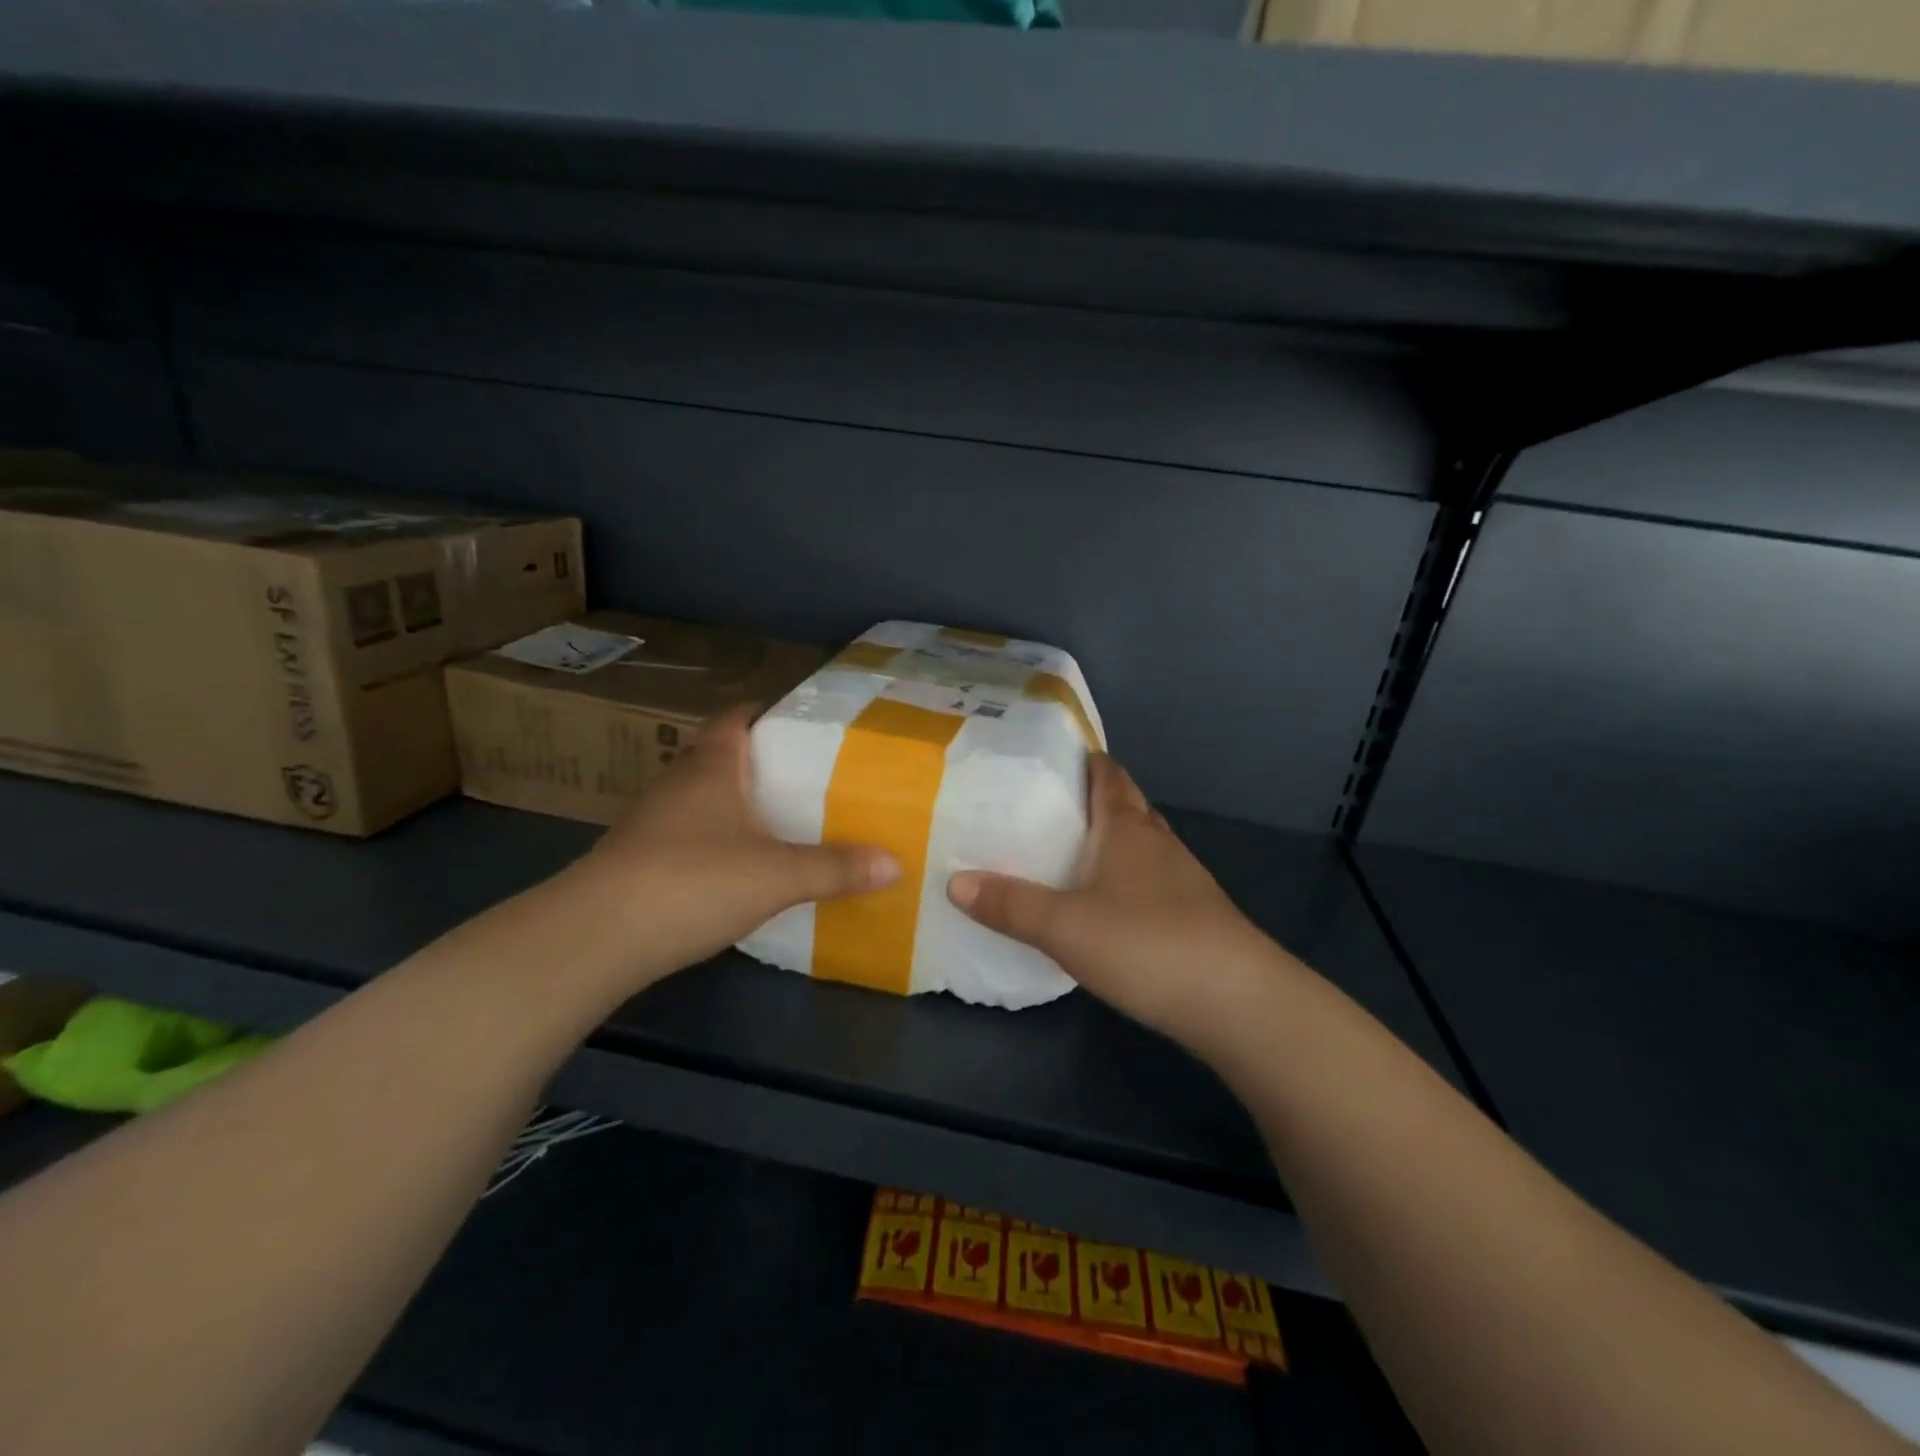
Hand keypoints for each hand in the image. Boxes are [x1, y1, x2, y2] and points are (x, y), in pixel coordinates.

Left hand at [571, 705, 897, 988]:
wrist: (596, 938)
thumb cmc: (692, 881)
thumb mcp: (777, 875)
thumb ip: (835, 868)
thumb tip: (896, 864)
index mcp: (711, 766)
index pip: (736, 717)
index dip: (766, 711)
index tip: (804, 722)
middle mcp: (678, 783)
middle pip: (721, 756)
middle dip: (762, 762)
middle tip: (809, 775)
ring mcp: (653, 822)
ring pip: (704, 798)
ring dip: (737, 804)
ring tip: (784, 819)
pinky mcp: (640, 860)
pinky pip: (690, 835)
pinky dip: (718, 840)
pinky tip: (742, 867)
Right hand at [947, 755, 1276, 1047]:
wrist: (1238, 1001)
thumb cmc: (1146, 943)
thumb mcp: (1063, 926)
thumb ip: (1009, 905)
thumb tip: (954, 882)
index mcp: (1127, 829)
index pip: (1109, 776)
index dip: (1087, 761)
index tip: (1057, 756)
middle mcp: (1159, 844)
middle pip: (1128, 806)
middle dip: (1096, 799)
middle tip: (1052, 805)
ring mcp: (1184, 880)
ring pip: (1144, 845)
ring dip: (1114, 841)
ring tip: (1074, 852)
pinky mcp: (1196, 917)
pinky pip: (1154, 882)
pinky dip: (1129, 880)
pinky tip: (1110, 907)